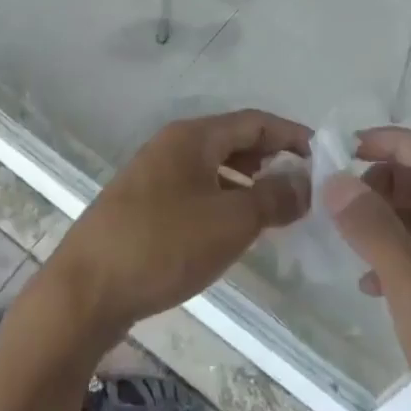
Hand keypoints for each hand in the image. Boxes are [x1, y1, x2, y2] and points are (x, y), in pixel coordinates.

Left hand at [44, 110, 310, 347]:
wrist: (86, 290)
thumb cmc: (163, 246)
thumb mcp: (230, 222)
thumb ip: (273, 198)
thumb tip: (304, 182)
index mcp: (191, 137)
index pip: (253, 121)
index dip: (291, 135)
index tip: (324, 155)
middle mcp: (170, 146)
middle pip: (232, 141)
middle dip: (271, 158)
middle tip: (305, 184)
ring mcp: (152, 176)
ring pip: (212, 168)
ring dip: (247, 182)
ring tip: (277, 208)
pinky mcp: (142, 206)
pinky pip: (195, 191)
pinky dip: (222, 200)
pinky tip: (234, 229)